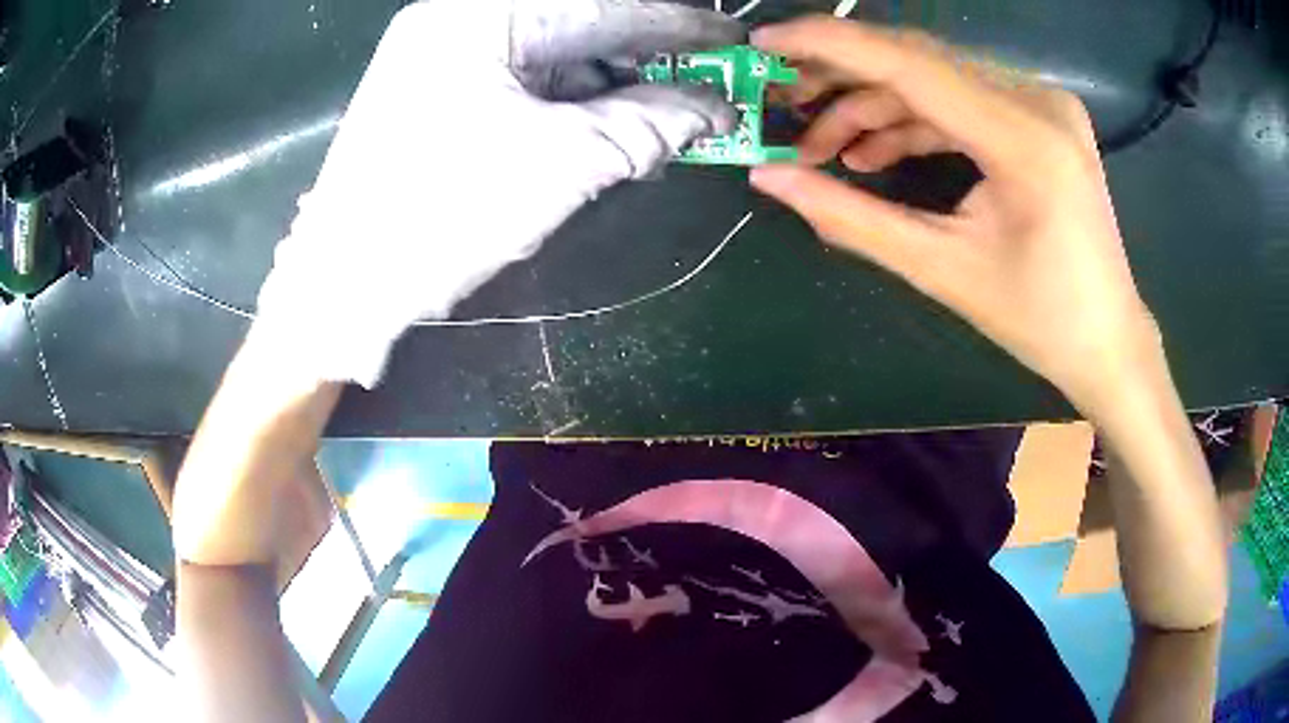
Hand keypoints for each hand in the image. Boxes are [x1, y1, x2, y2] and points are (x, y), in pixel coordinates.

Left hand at [254, 1, 741, 387]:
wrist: (342, 288)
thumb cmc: (441, 217)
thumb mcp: (560, 164)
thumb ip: (648, 123)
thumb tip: (714, 107)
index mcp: (476, 17)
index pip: (601, 6)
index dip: (677, 25)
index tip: (731, 40)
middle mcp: (455, 21)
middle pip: (574, 27)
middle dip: (643, 59)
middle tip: (702, 86)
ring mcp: (440, 56)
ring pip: (550, 56)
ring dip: (608, 87)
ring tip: (659, 120)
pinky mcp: (435, 93)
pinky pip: (521, 82)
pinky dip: (568, 104)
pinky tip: (605, 129)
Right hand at [749, 17, 1161, 421]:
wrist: (1107, 340)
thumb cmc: (1038, 321)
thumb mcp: (941, 270)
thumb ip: (850, 217)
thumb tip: (768, 178)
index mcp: (1024, 141)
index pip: (909, 64)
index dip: (829, 45)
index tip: (764, 42)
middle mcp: (1038, 102)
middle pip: (918, 61)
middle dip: (843, 81)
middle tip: (787, 108)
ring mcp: (1044, 103)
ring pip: (936, 78)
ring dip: (875, 106)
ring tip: (826, 148)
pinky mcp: (1041, 115)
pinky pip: (962, 99)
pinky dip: (914, 119)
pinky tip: (876, 151)